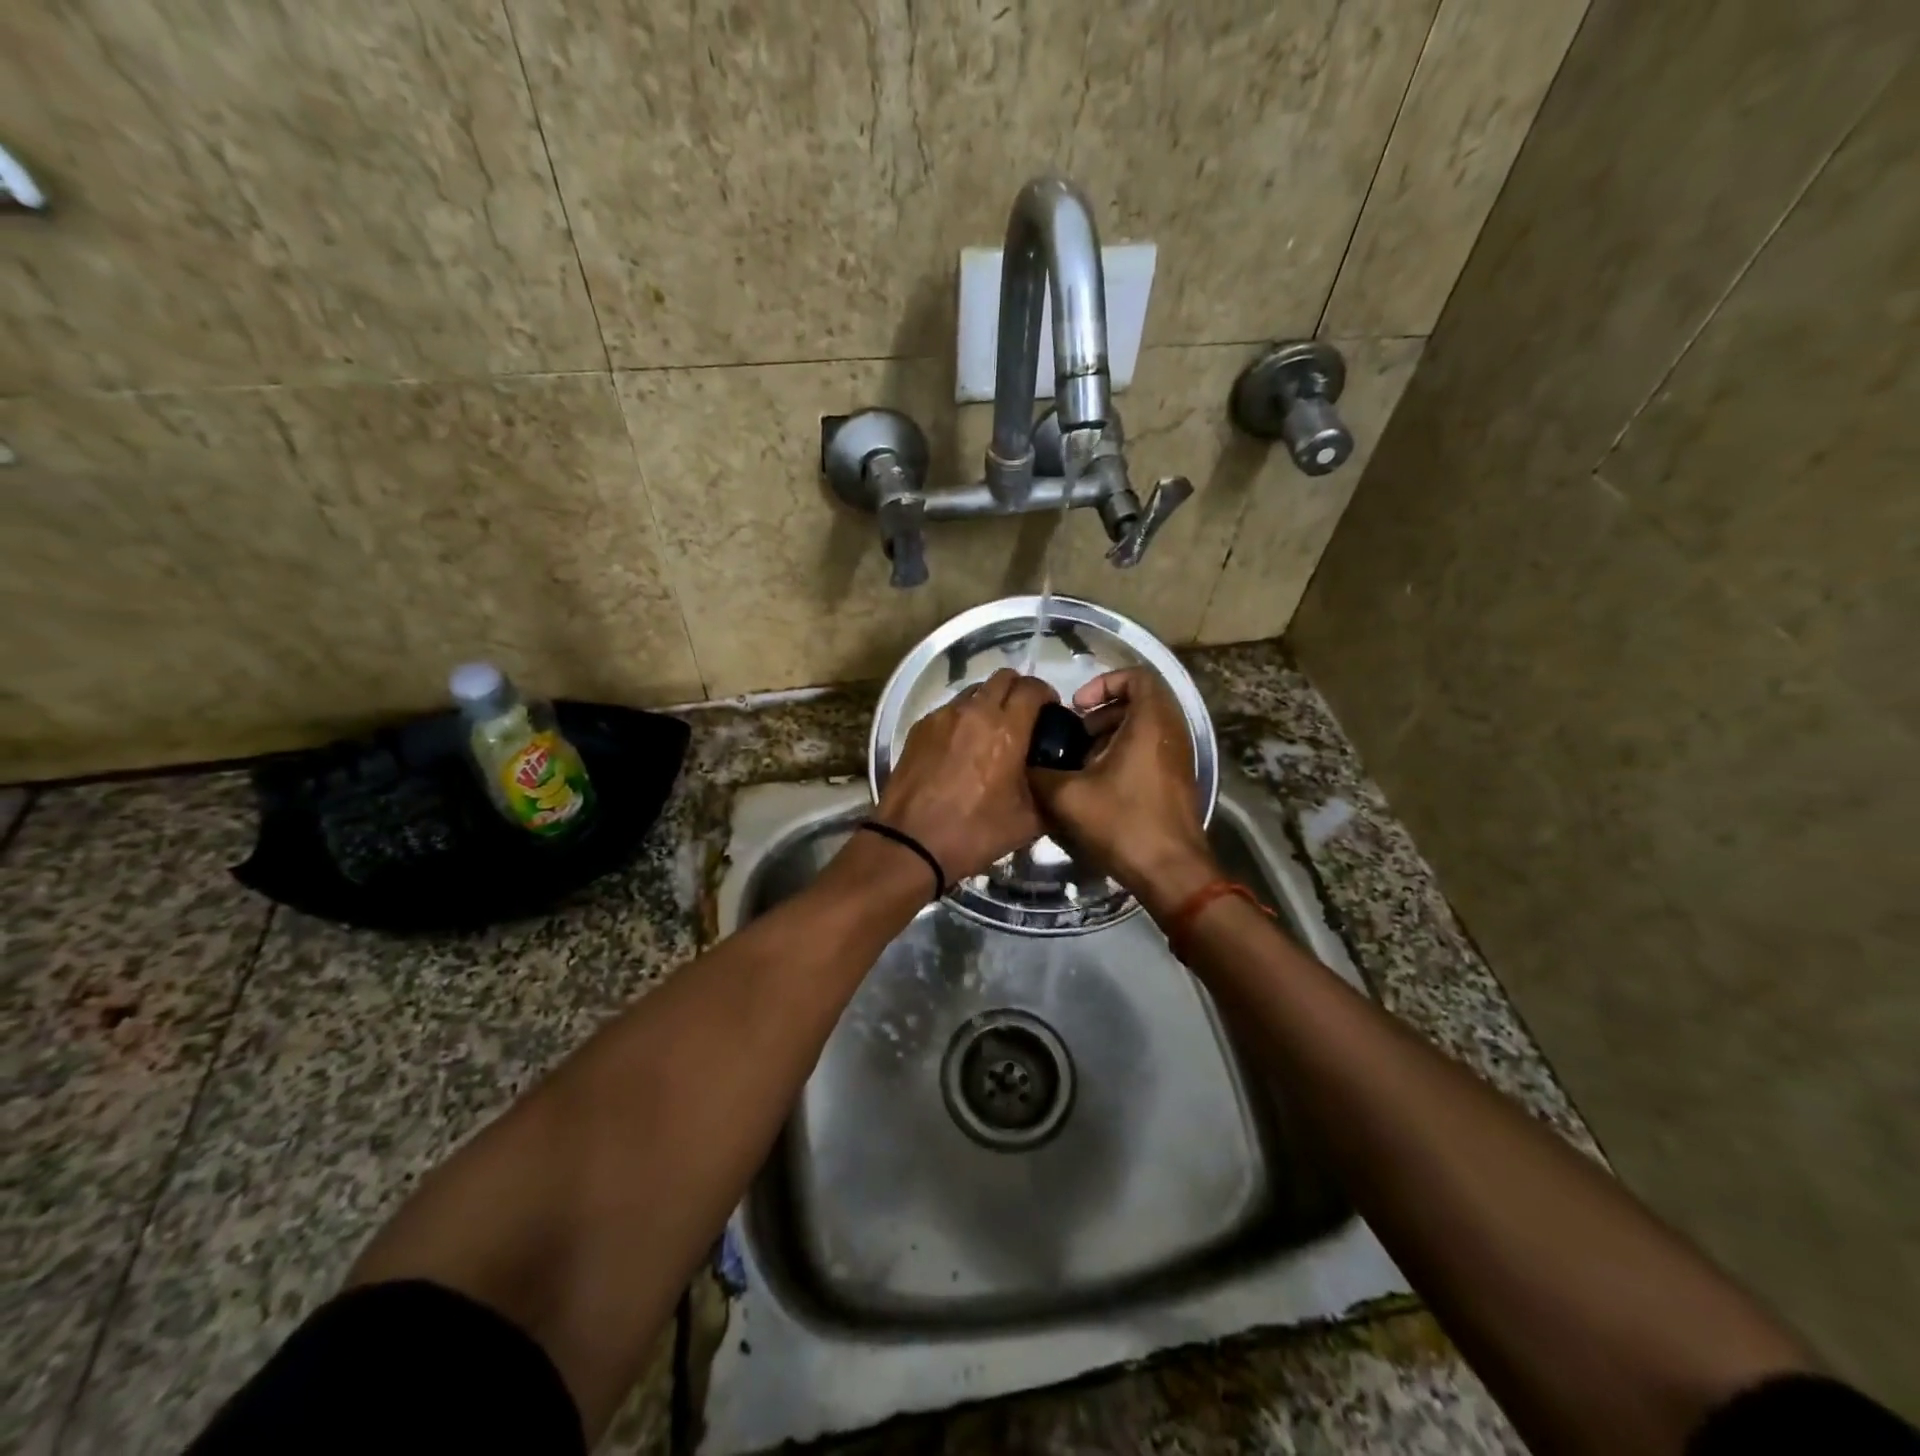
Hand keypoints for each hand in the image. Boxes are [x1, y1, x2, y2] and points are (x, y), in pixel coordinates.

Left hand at [871, 669, 1057, 883]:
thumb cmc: (975, 833)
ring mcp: (942, 717)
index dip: (1047, 694)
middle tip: (1024, 716)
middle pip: (1003, 678)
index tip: (1051, 711)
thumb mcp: (1029, 821)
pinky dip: (962, 718)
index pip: (1033, 688)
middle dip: (1018, 691)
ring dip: (988, 702)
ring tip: (991, 731)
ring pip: (973, 691)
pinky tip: (961, 747)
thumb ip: (1049, 790)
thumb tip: (1056, 779)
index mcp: (1006, 729)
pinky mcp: (919, 728)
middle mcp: (974, 712)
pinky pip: (948, 710)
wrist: (911, 844)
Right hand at [1029, 668, 1219, 917]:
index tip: (1078, 707)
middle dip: (1102, 714)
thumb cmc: (1123, 823)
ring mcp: (1178, 759)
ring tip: (1081, 763)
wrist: (1171, 872)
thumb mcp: (1067, 796)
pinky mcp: (1177, 782)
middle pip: (1139, 703)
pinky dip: (1124, 756)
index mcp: (1151, 724)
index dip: (1104, 682)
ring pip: (1144, 729)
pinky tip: (1098, 786)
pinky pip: (1150, 751)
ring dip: (1111, 737)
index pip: (1138, 676)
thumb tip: (1024, 762)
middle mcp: (1171, 733)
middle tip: (1076, 736)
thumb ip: (1040, 773)